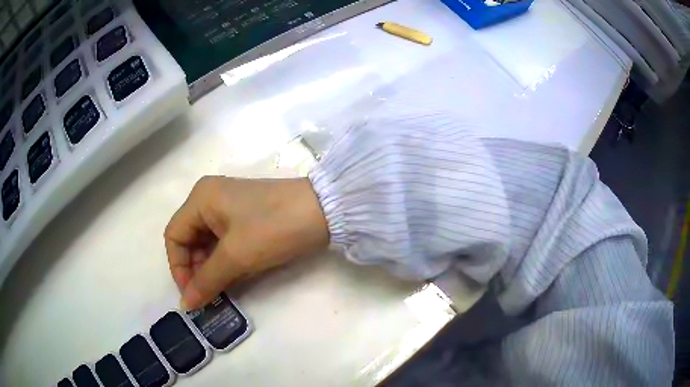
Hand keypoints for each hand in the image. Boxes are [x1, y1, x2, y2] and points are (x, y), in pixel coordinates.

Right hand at [164, 176, 328, 309]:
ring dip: (210, 268)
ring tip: (220, 290)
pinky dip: (225, 261)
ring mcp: (229, 207)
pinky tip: (232, 278)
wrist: (324, 211)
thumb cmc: (273, 228)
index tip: (192, 294)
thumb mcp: (235, 256)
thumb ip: (207, 281)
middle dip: (195, 269)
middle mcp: (210, 198)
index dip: (178, 267)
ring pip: (207, 243)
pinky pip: (225, 242)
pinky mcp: (246, 217)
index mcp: (200, 198)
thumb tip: (185, 305)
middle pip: (189, 239)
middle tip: (208, 295)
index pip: (174, 236)